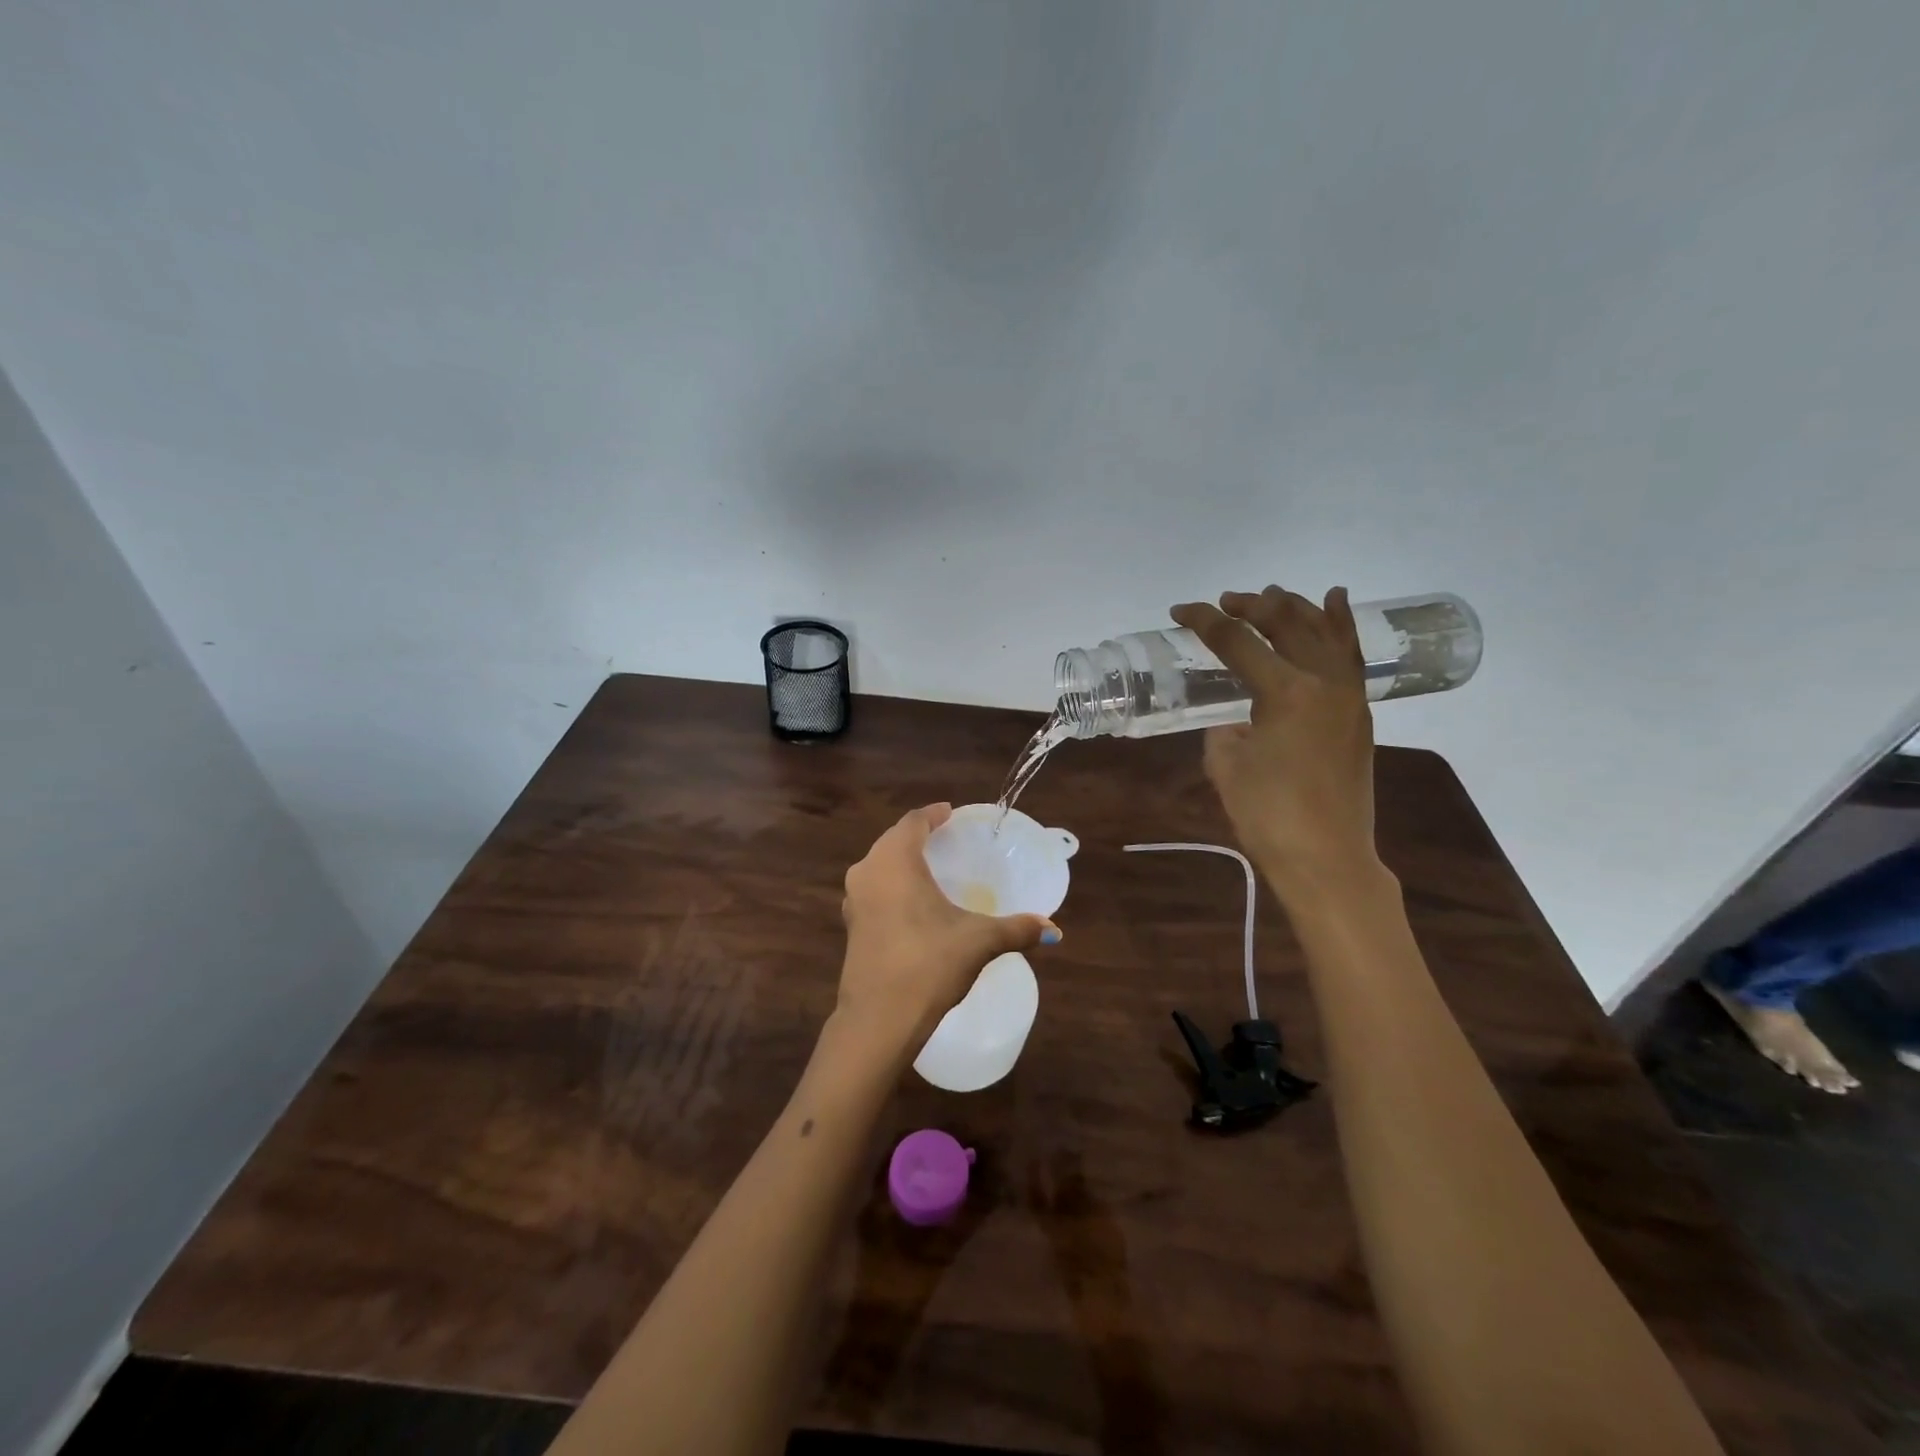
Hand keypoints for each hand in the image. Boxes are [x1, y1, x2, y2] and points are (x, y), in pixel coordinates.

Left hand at [835, 804, 1060, 1058]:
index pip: (913, 822)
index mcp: (895, 861)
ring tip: (930, 868)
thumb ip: (1015, 929)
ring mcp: (854, 900)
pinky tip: (911, 902)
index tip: (950, 813)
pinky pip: (873, 889)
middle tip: (945, 838)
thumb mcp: (978, 942)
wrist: (879, 1019)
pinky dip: (892, 885)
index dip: (932, 814)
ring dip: (901, 861)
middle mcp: (868, 871)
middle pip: (893, 840)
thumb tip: (1052, 929)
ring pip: (878, 865)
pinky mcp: (850, 926)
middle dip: (917, 835)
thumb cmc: (929, 964)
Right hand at [1169, 586, 1380, 898]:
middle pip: (1286, 624)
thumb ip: (1225, 730)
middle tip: (1223, 603)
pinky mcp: (1358, 713)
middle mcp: (1323, 682)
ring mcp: (1348, 695)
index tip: (1180, 611)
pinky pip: (1349, 655)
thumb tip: (1237, 722)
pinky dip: (1339, 626)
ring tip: (1271, 595)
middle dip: (1251, 607)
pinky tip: (1333, 603)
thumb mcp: (1225, 766)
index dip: (1205, 622)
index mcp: (1286, 692)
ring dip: (1294, 608)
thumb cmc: (1268, 815)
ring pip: (1324, 631)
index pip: (1238, 642)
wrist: (1326, 857)